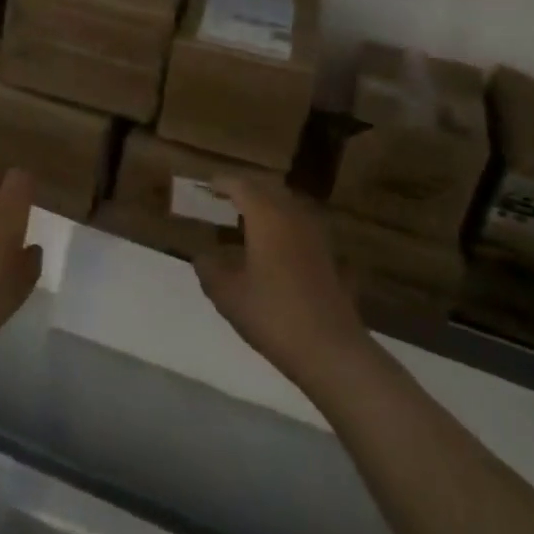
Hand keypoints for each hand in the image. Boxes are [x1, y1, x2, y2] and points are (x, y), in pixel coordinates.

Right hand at [194, 179, 364, 385]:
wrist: (330, 349)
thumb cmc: (272, 314)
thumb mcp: (227, 294)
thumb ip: (209, 269)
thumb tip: (202, 255)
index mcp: (266, 217)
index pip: (241, 186)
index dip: (223, 183)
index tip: (208, 186)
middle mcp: (294, 217)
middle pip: (269, 191)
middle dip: (247, 192)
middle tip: (226, 200)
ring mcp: (317, 238)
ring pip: (290, 209)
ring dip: (269, 209)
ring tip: (249, 223)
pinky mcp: (331, 259)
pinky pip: (304, 232)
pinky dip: (287, 231)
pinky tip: (279, 251)